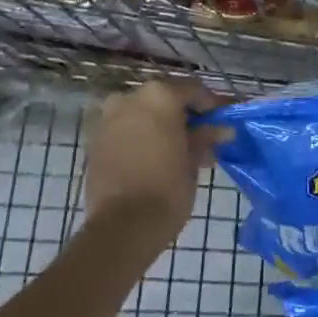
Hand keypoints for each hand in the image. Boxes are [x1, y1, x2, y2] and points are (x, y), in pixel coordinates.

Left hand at [81, 80, 222, 247]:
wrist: (122, 226)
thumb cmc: (167, 188)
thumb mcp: (193, 161)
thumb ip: (205, 138)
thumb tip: (222, 129)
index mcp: (160, 95)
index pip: (193, 90)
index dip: (210, 105)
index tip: (221, 122)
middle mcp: (130, 97)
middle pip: (165, 98)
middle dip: (184, 116)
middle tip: (201, 138)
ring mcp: (109, 118)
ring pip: (143, 113)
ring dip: (161, 126)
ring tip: (179, 151)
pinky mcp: (96, 140)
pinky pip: (126, 129)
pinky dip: (142, 136)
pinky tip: (156, 157)